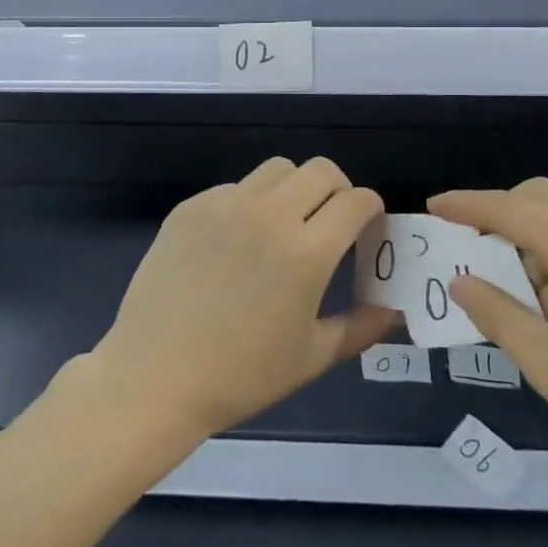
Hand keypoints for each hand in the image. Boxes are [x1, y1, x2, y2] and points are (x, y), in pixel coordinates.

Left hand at [91, 158, 399, 440]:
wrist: (154, 376)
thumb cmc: (240, 376)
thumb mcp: (310, 357)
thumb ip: (359, 328)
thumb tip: (394, 313)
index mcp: (307, 251)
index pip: (356, 200)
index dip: (370, 209)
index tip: (366, 226)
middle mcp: (270, 215)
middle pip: (320, 170)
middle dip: (337, 189)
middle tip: (330, 221)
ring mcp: (225, 205)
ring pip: (276, 169)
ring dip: (293, 188)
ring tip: (284, 224)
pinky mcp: (191, 207)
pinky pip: (233, 188)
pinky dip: (248, 203)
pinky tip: (235, 242)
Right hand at [431, 179, 547, 516]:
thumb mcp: (543, 359)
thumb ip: (494, 311)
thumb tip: (460, 282)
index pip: (508, 208)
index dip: (466, 205)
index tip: (432, 207)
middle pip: (541, 198)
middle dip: (500, 215)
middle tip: (469, 251)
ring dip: (529, 240)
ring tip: (511, 294)